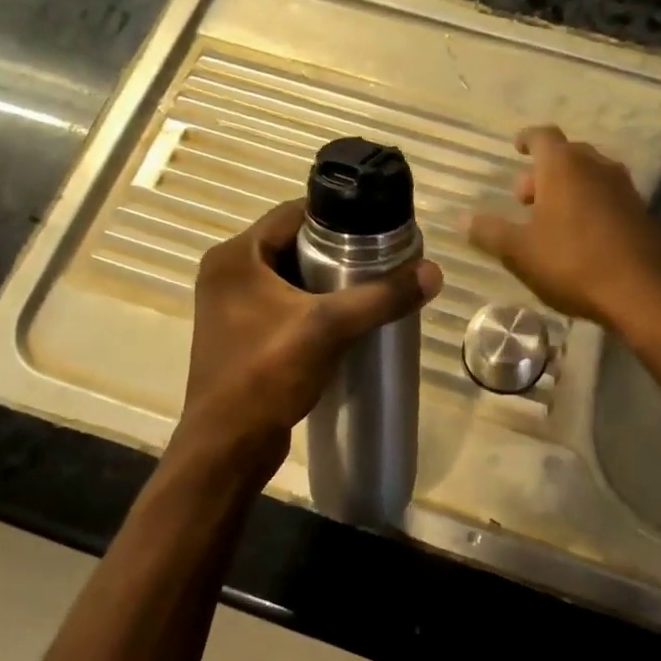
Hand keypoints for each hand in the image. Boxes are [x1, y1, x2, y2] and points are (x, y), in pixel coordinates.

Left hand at [178, 200, 441, 470]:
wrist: (227, 447)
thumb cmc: (266, 375)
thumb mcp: (328, 329)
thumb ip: (381, 297)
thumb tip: (433, 272)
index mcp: (234, 257)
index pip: (292, 213)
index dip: (336, 215)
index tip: (376, 227)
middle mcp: (227, 274)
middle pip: (291, 244)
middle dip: (335, 250)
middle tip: (379, 259)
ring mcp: (231, 306)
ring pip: (288, 276)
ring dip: (325, 280)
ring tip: (369, 286)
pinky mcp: (240, 334)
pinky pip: (282, 304)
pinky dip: (311, 306)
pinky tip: (344, 320)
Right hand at [466, 126, 660, 337]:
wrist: (645, 292)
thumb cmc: (574, 263)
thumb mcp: (520, 252)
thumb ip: (489, 232)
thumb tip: (461, 218)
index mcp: (564, 166)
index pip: (542, 137)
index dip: (526, 139)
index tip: (516, 147)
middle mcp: (597, 167)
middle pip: (567, 156)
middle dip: (543, 172)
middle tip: (524, 199)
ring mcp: (624, 189)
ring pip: (589, 176)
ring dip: (567, 189)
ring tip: (549, 220)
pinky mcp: (642, 213)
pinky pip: (607, 197)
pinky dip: (589, 205)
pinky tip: (580, 237)